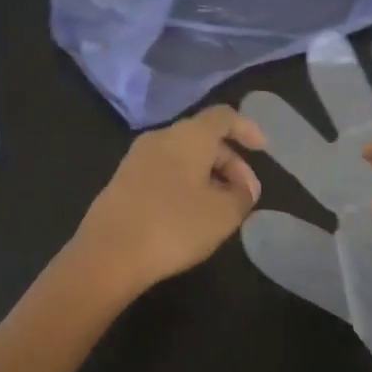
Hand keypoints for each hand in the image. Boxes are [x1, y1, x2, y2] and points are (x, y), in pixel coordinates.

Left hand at [66, 106, 266, 301]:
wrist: (108, 254)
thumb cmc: (174, 226)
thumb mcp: (223, 215)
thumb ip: (242, 195)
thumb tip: (243, 188)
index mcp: (188, 136)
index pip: (223, 116)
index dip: (247, 128)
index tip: (263, 150)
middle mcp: (161, 137)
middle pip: (203, 137)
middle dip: (230, 162)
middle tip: (245, 194)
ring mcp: (137, 158)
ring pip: (182, 155)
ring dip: (207, 175)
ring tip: (220, 208)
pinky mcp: (122, 180)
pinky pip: (163, 171)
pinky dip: (184, 183)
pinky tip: (190, 214)